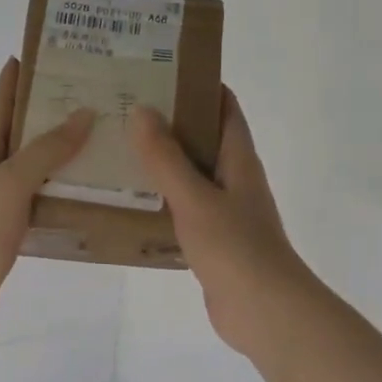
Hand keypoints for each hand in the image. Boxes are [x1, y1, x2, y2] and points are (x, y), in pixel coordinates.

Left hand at [0, 58, 93, 343]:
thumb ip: (46, 149)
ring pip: (37, 164)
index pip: (2, 99)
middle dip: (54, 109)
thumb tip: (83, 113)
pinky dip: (65, 188)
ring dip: (65, 150)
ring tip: (105, 136)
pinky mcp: (12, 227)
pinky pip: (43, 196)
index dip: (20, 74)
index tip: (52, 51)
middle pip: (23, 129)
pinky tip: (93, 188)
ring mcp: (1, 199)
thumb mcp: (11, 181)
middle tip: (97, 94)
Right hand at [127, 89, 318, 357]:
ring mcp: (224, 211)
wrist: (263, 311)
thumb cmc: (234, 247)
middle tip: (123, 108)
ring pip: (190, 175)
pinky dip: (160, 199)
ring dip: (161, 162)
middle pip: (202, 138)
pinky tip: (128, 201)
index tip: (159, 70)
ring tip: (117, 149)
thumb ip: (166, 157)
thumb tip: (141, 110)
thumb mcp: (194, 197)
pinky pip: (183, 209)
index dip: (199, 84)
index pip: (224, 107)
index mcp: (238, 159)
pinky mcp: (212, 240)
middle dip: (169, 122)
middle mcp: (234, 179)